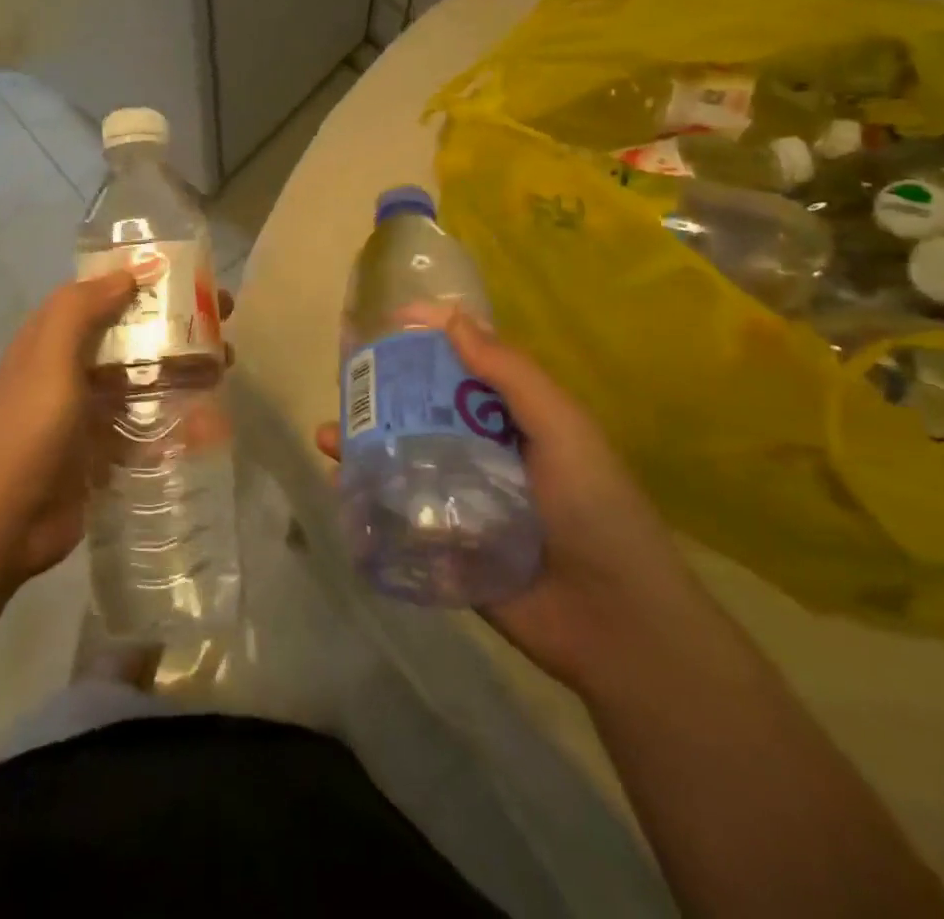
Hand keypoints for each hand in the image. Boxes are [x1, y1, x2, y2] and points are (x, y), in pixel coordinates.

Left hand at [0, 271, 233, 586]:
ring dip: (183, 371)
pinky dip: (177, 423)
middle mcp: (71, 369)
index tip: (191, 275)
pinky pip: (147, 429)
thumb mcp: (49, 357)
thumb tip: (130, 273)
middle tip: (225, 321)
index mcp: (53, 338)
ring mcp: (88, 414)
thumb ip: (82, 309)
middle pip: (132, 336)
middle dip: (176, 325)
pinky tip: (212, 424)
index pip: (104, 295)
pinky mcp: (103, 454)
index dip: (144, 281)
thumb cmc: (26, 429)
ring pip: (144, 381)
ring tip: (226, 367)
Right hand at [316, 314, 709, 693]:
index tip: (386, 324)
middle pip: (423, 410)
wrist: (616, 625)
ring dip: (363, 444)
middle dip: (381, 393)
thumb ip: (511, 374)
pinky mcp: (443, 543)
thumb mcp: (562, 428)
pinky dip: (367, 494)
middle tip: (344, 382)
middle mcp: (482, 452)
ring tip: (328, 436)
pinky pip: (397, 510)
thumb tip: (454, 317)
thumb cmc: (595, 510)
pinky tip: (339, 483)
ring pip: (402, 457)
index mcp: (513, 420)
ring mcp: (459, 499)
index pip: (462, 367)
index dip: (427, 341)